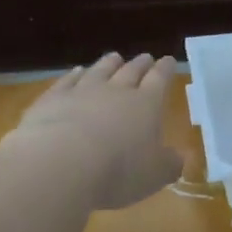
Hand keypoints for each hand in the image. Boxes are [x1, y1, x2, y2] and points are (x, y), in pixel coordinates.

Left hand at [0, 52, 184, 209]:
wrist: (59, 164)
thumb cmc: (117, 171)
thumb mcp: (155, 175)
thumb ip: (170, 164)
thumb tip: (179, 158)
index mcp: (146, 104)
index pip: (160, 79)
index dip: (166, 69)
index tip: (169, 60)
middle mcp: (116, 91)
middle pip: (131, 70)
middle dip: (141, 64)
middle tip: (146, 57)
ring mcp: (82, 91)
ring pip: (100, 70)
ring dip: (109, 63)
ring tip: (115, 56)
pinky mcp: (53, 99)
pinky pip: (67, 81)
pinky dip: (74, 74)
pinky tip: (77, 71)